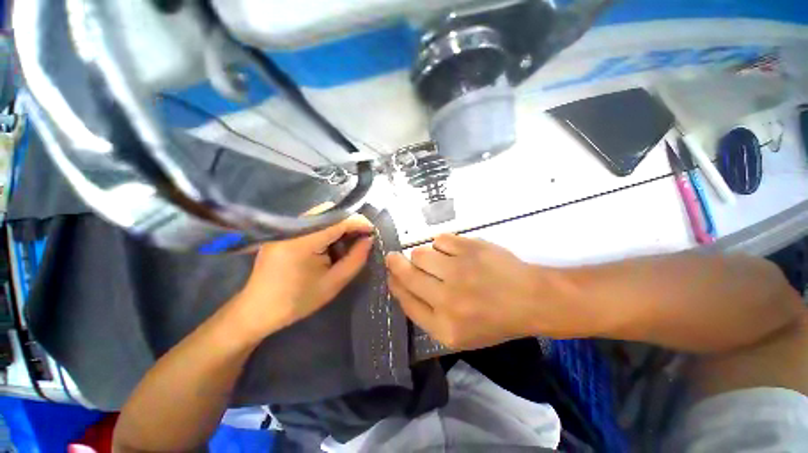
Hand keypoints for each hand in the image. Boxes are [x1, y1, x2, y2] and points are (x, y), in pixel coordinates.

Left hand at [230, 213, 373, 342]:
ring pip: (321, 214)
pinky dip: (326, 227)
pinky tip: (329, 244)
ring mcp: (285, 227)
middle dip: (349, 222)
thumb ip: (356, 259)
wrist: (258, 310)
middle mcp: (293, 227)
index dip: (360, 222)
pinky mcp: (283, 231)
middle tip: (359, 239)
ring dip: (338, 224)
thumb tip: (369, 239)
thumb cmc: (298, 300)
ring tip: (345, 243)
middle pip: (330, 211)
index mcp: (303, 241)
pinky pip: (312, 221)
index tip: (372, 233)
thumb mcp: (334, 282)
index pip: (339, 220)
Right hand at [386, 234, 579, 350]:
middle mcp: (448, 299)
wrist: (531, 299)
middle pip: (407, 274)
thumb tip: (401, 284)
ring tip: (436, 260)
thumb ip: (426, 313)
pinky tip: (453, 252)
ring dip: (423, 255)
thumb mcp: (457, 334)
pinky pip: (439, 239)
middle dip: (395, 263)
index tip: (391, 275)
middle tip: (393, 257)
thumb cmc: (493, 320)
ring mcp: (460, 271)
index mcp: (444, 327)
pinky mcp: (471, 248)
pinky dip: (441, 244)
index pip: (405, 300)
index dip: (394, 284)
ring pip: (420, 253)